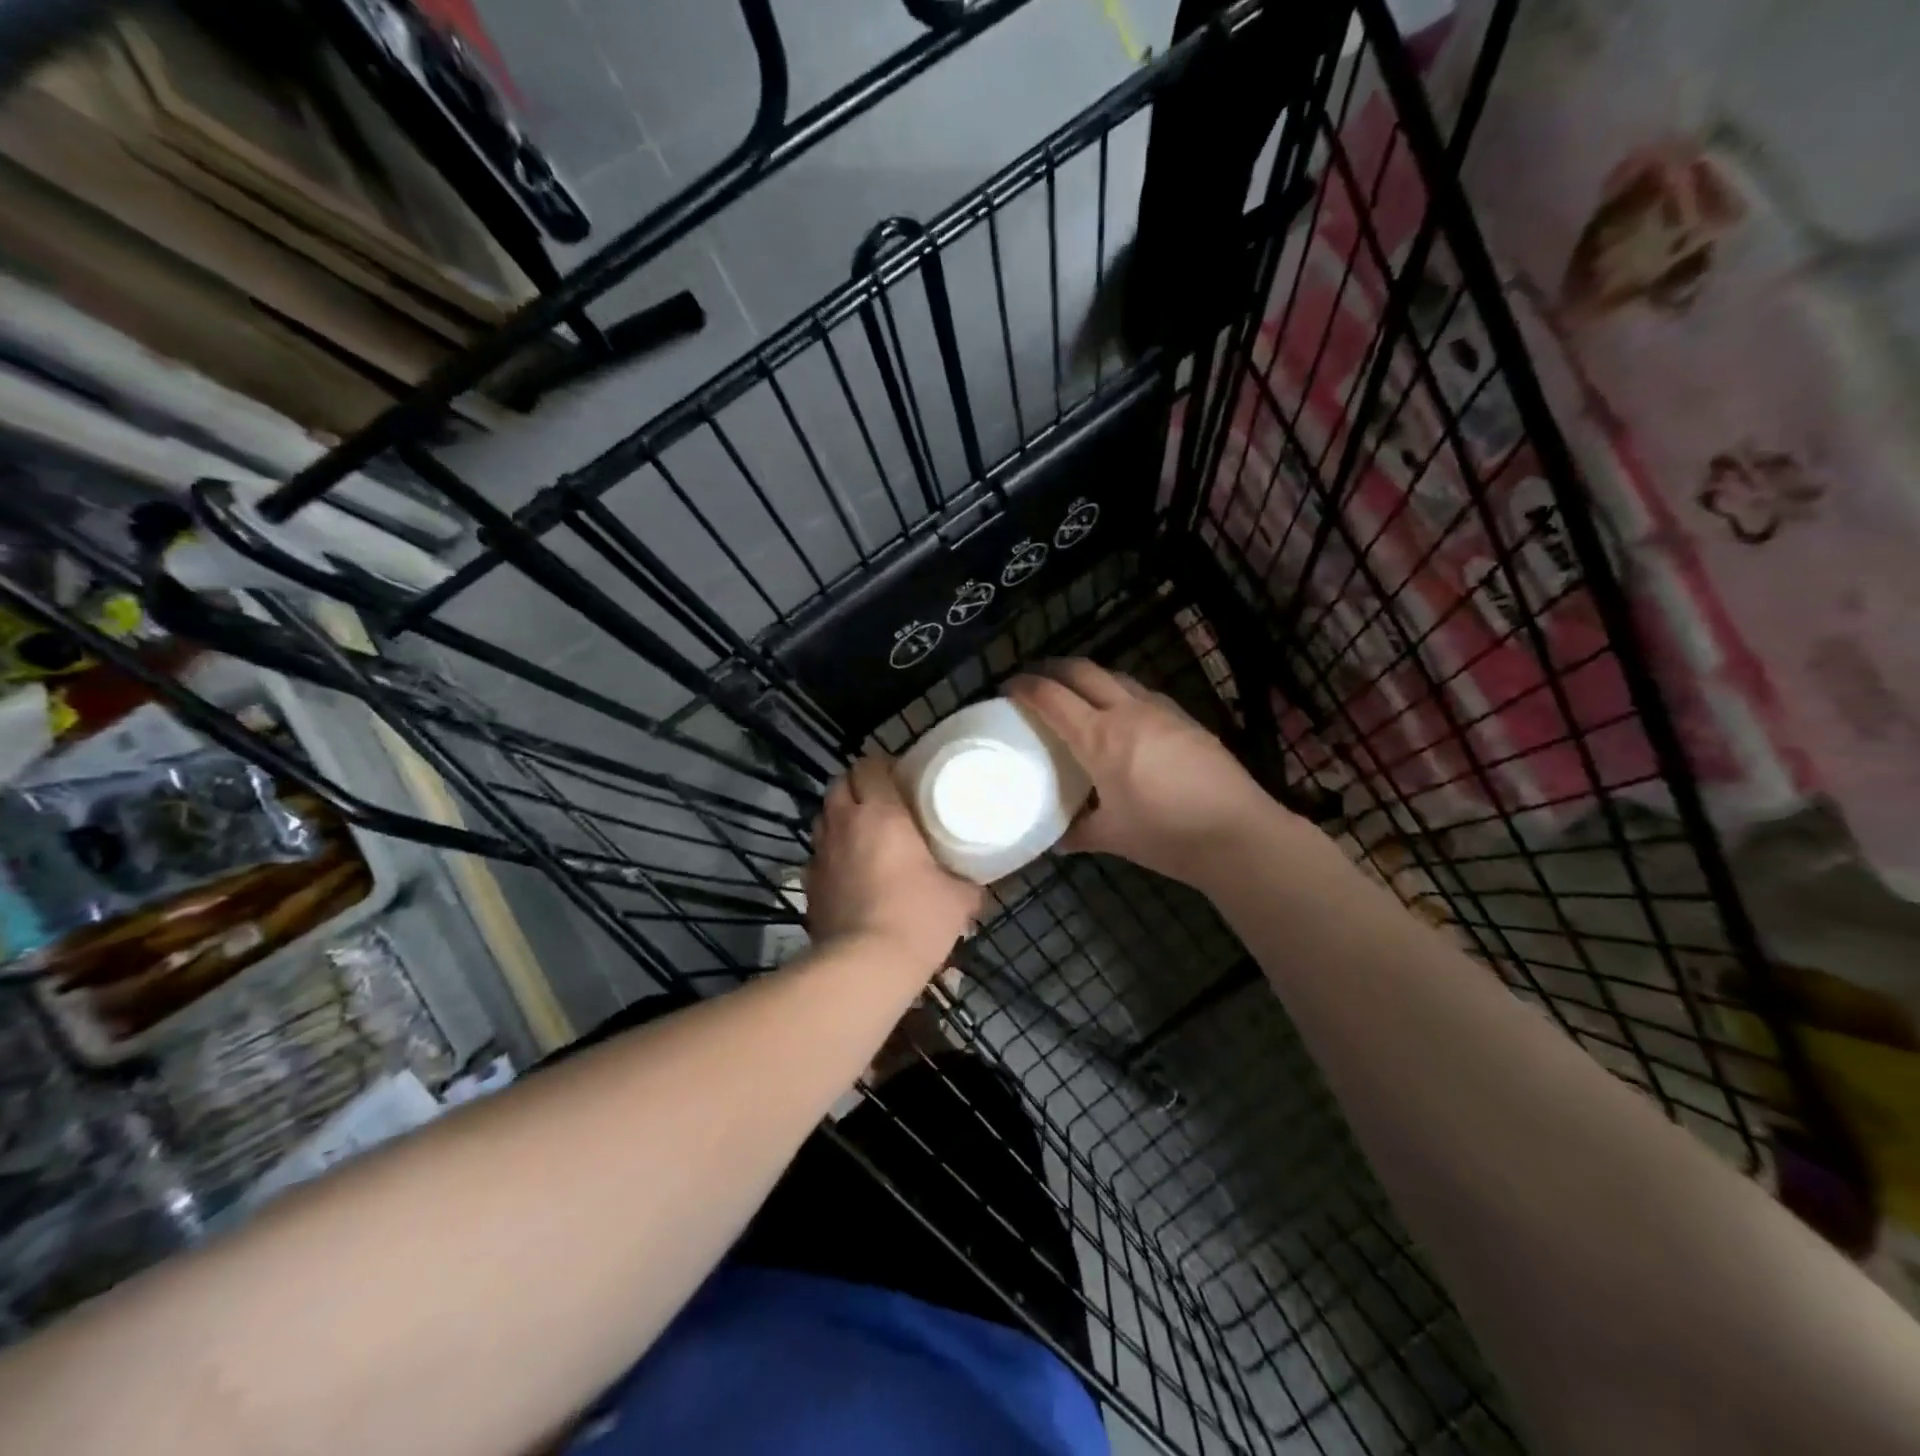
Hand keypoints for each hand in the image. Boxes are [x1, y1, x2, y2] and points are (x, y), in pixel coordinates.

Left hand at [806, 752, 982, 970]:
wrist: (864, 966)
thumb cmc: (917, 918)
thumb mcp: (958, 899)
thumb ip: (968, 883)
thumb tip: (978, 886)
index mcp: (881, 813)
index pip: (869, 765)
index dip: (883, 766)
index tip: (902, 778)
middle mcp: (845, 823)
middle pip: (840, 784)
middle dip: (858, 786)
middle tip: (882, 802)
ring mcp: (821, 853)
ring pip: (824, 816)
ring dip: (841, 816)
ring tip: (863, 832)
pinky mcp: (809, 883)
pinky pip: (818, 853)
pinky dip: (832, 852)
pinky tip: (849, 870)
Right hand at [1006, 659, 1277, 886]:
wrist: (1237, 833)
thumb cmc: (1165, 835)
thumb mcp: (1112, 837)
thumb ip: (1078, 832)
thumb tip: (1055, 839)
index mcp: (1100, 737)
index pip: (1052, 698)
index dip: (1025, 686)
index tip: (1008, 686)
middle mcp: (1127, 712)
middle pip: (1082, 670)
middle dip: (1053, 667)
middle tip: (1036, 678)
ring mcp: (1161, 710)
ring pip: (1116, 676)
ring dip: (1089, 676)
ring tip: (1077, 691)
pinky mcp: (1186, 718)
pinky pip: (1143, 692)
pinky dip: (1120, 691)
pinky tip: (1124, 713)